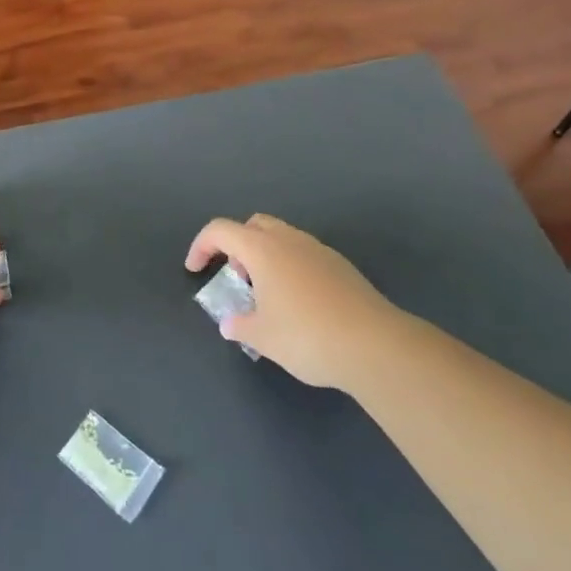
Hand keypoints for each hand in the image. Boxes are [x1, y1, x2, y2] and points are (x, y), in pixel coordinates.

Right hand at [185, 214, 395, 388]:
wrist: (375, 346)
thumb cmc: (307, 337)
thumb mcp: (263, 337)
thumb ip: (240, 326)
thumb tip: (230, 324)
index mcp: (263, 250)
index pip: (221, 231)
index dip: (201, 246)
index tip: (195, 270)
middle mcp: (289, 240)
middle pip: (253, 225)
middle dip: (237, 245)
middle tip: (237, 279)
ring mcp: (319, 251)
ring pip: (282, 237)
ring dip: (265, 256)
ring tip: (267, 295)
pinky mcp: (342, 267)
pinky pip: (305, 254)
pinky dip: (290, 267)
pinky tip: (298, 303)